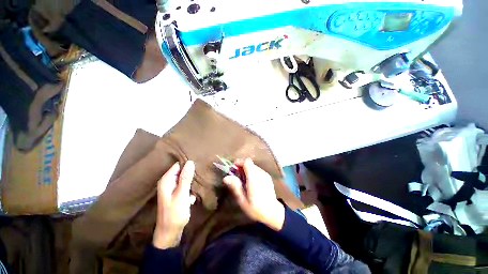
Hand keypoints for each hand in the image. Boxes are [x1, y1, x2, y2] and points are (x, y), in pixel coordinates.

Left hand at [153, 161, 195, 248]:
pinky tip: (195, 192)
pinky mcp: (176, 194)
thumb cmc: (175, 214)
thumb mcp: (181, 195)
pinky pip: (185, 185)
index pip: (178, 165)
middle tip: (202, 172)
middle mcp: (168, 182)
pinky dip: (191, 187)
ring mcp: (172, 188)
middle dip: (192, 172)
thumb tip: (190, 162)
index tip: (200, 163)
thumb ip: (185, 178)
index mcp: (166, 181)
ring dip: (192, 180)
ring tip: (201, 181)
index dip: (188, 164)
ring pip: (185, 178)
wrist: (170, 233)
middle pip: (182, 171)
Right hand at [223, 158, 284, 230]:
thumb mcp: (243, 200)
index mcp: (254, 179)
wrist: (273, 212)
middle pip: (249, 163)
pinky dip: (252, 173)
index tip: (233, 169)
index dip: (239, 162)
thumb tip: (226, 177)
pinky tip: (251, 183)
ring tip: (243, 181)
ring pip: (253, 166)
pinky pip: (257, 170)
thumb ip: (235, 187)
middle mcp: (261, 173)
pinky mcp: (268, 176)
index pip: (247, 162)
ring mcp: (265, 174)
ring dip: (246, 170)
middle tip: (236, 177)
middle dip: (241, 167)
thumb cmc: (256, 208)